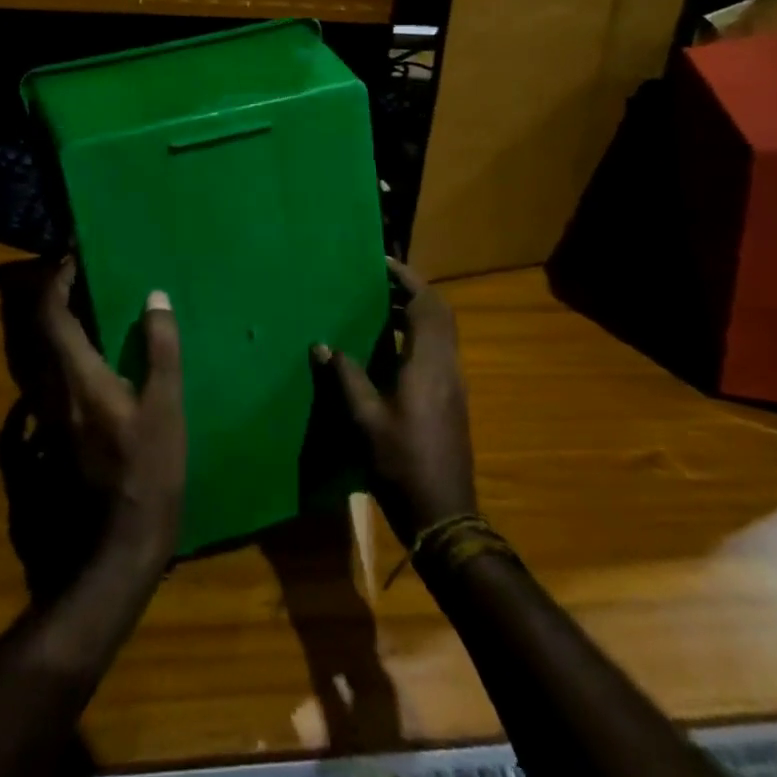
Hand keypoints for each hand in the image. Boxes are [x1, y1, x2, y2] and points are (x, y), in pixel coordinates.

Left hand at [37, 258, 185, 566]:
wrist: (112, 552)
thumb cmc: (146, 474)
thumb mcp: (165, 408)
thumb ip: (161, 349)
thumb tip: (154, 297)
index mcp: (76, 377)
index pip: (50, 314)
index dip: (56, 281)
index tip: (73, 259)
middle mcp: (49, 393)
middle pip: (35, 333)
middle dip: (50, 299)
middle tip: (75, 280)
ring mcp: (41, 423)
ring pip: (35, 360)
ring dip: (51, 330)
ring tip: (79, 314)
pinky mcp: (43, 445)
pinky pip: (37, 390)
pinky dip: (49, 365)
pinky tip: (70, 370)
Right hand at [315, 258, 476, 543]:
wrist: (443, 514)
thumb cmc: (401, 464)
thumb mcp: (365, 420)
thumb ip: (345, 377)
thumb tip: (322, 345)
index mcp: (429, 364)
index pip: (426, 305)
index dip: (407, 279)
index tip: (383, 262)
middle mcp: (447, 366)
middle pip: (439, 313)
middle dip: (413, 290)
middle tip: (380, 281)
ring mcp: (453, 384)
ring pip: (442, 332)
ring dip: (416, 312)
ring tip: (380, 307)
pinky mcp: (451, 399)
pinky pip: (438, 350)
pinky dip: (418, 334)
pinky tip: (389, 349)